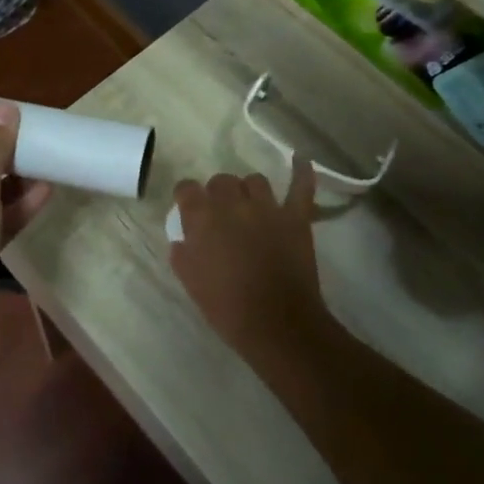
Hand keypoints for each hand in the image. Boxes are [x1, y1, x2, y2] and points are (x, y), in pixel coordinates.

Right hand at [169, 157, 331, 371]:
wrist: (276, 324)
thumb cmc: (227, 307)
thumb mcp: (191, 283)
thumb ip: (182, 254)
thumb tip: (183, 239)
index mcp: (203, 218)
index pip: (186, 188)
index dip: (186, 197)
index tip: (187, 209)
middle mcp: (233, 204)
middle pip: (221, 181)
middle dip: (217, 194)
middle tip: (221, 216)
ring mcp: (268, 207)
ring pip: (255, 180)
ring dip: (248, 190)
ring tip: (250, 205)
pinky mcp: (296, 217)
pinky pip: (300, 187)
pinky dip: (301, 171)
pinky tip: (300, 159)